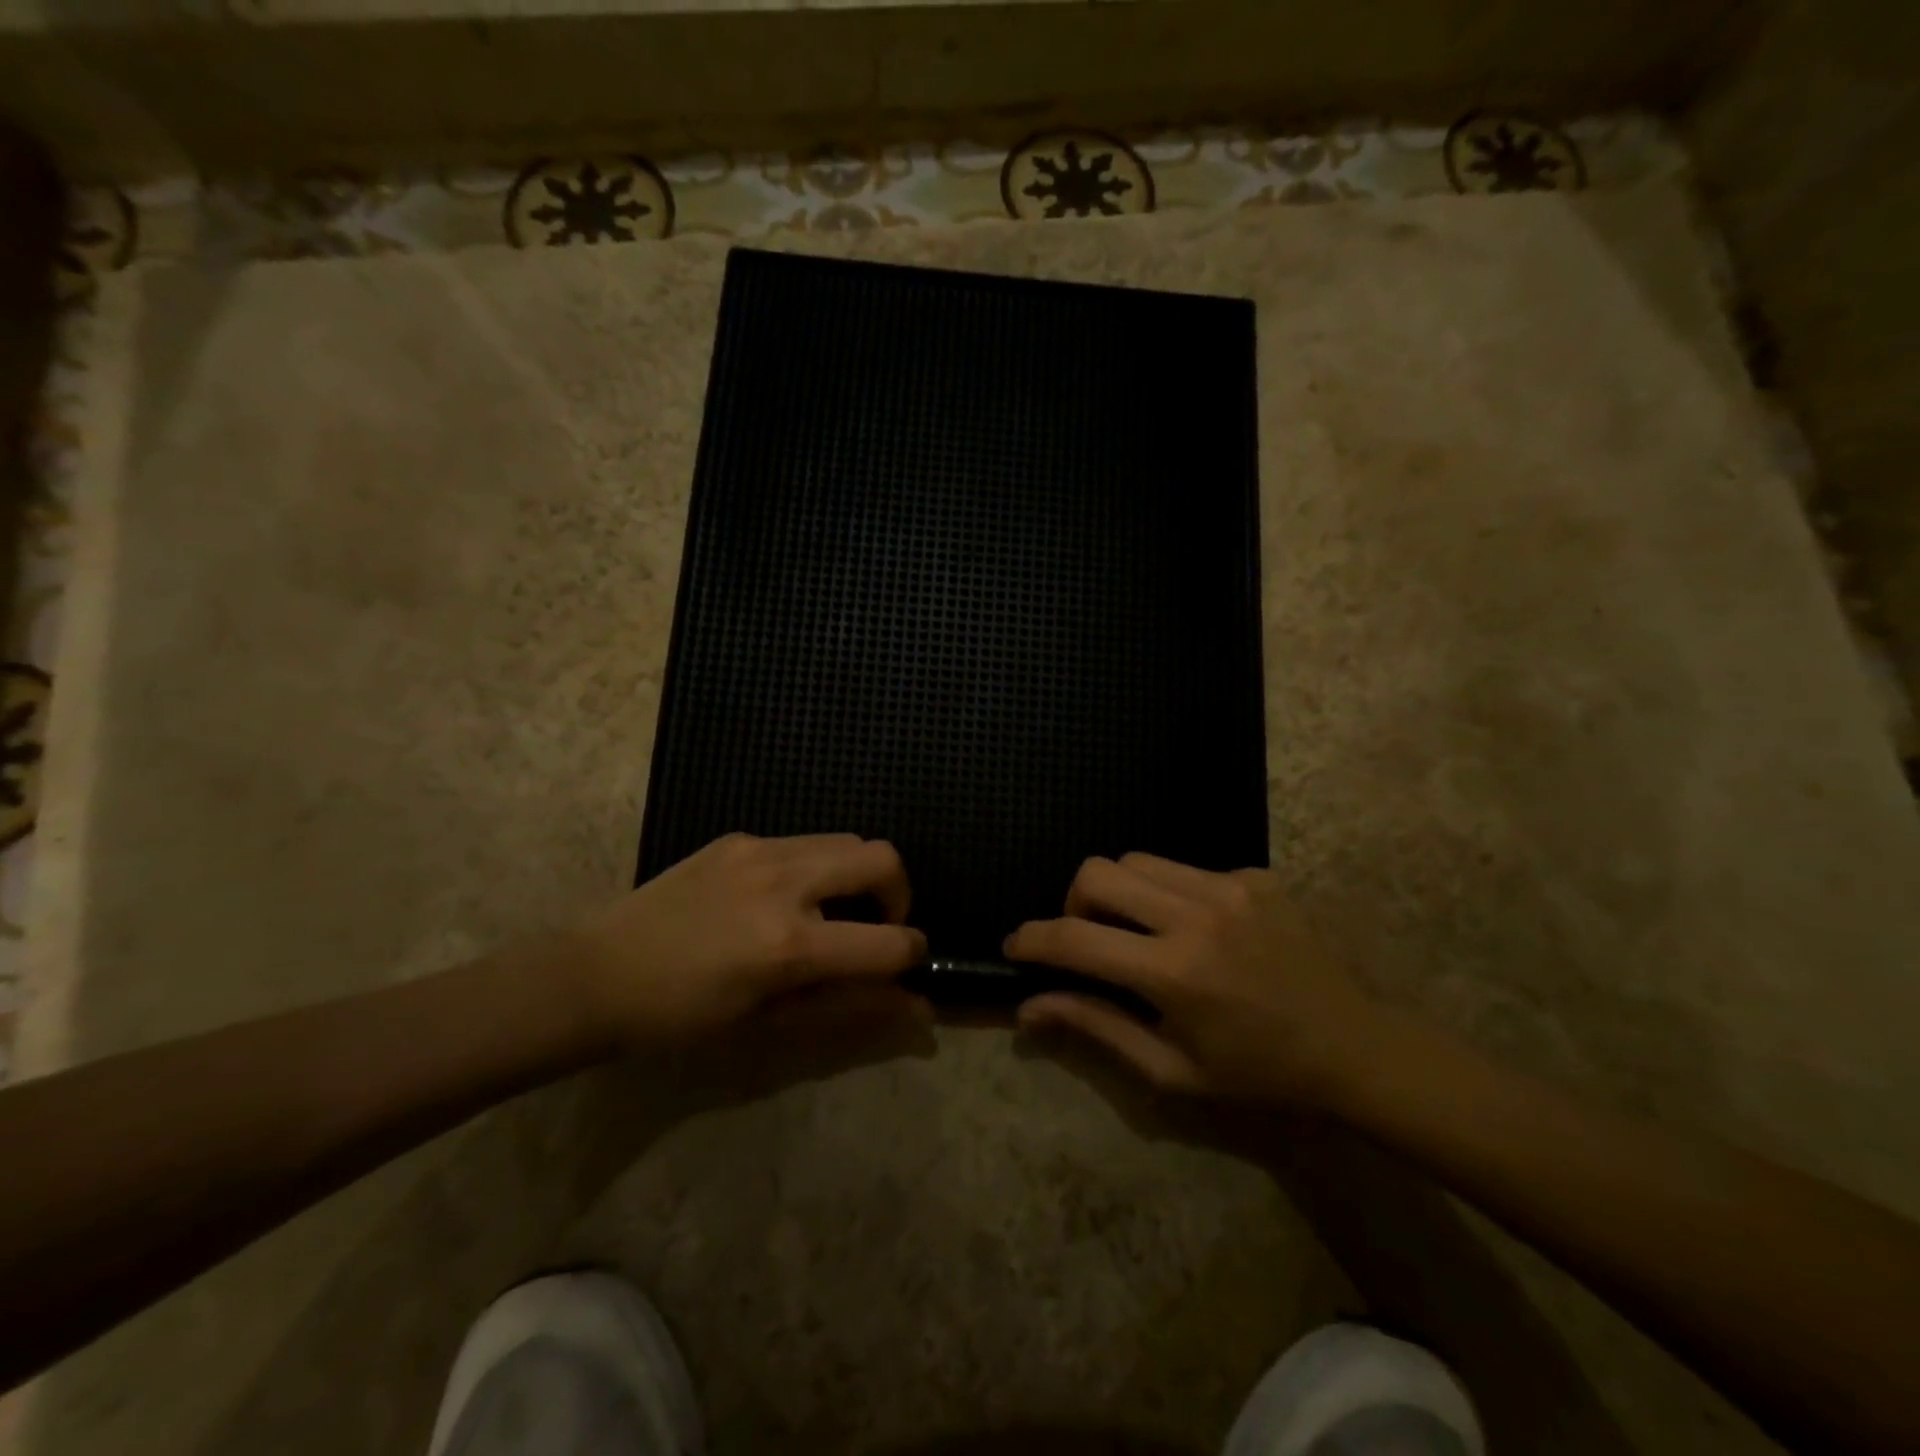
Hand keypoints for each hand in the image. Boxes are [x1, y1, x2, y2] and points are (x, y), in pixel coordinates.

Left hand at [563, 832, 928, 1049]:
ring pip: (847, 839)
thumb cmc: (681, 1018)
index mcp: (789, 945)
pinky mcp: (739, 837)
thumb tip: (917, 1008)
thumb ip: (849, 1008)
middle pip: (883, 858)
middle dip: (898, 894)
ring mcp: (760, 850)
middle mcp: (784, 882)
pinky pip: (802, 842)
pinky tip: (779, 899)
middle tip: (874, 927)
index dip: (912, 954)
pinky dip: (816, 868)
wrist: (596, 974)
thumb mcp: (769, 1024)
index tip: (907, 964)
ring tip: (829, 912)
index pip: (890, 941)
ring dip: (858, 875)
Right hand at [1004, 853, 1381, 1104]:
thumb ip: (1095, 1027)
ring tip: (1139, 932)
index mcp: (1174, 972)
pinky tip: (1197, 930)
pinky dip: (1169, 894)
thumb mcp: (1169, 1069)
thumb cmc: (1255, 1073)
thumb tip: (1029, 1008)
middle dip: (1074, 903)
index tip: (1015, 947)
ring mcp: (1230, 886)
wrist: (1350, 1048)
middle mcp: (1197, 914)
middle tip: (1090, 941)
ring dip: (1119, 893)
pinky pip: (1184, 868)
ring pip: (1136, 860)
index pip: (1076, 938)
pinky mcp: (1254, 874)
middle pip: (1097, 872)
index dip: (1033, 940)